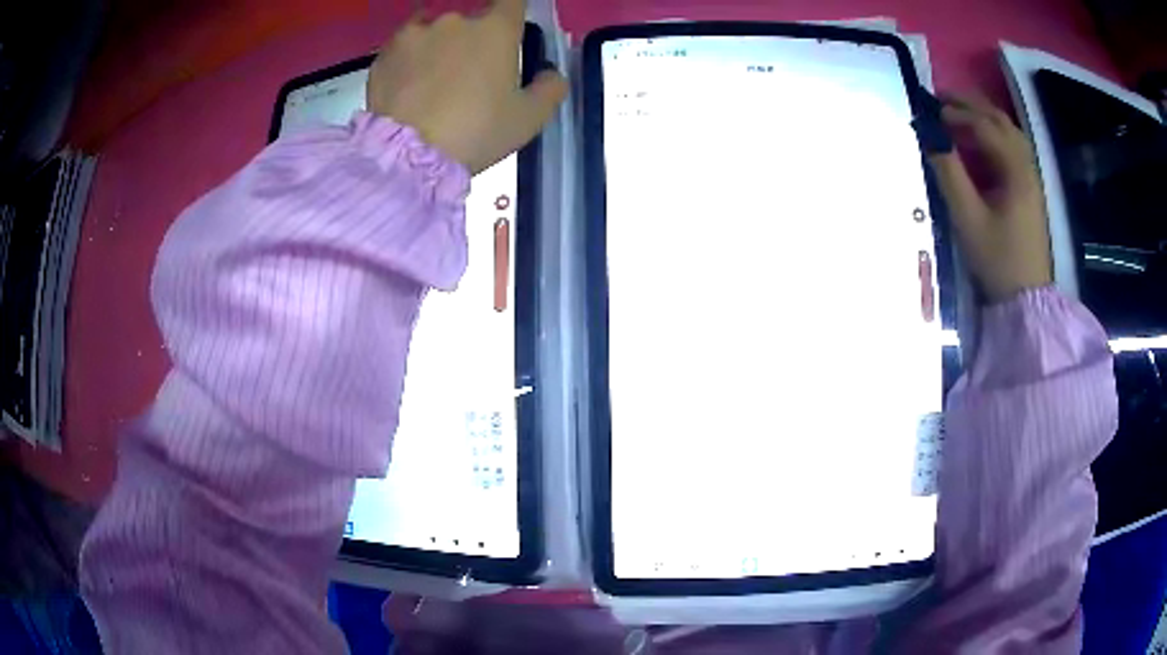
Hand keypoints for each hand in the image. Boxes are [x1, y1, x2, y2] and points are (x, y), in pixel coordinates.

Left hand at [366, 0, 566, 174]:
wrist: (407, 155)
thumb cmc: (476, 132)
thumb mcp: (529, 119)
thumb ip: (549, 89)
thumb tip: (550, 74)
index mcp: (496, 28)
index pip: (512, 1)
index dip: (512, 12)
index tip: (508, 30)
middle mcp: (455, 20)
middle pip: (469, 21)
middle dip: (471, 40)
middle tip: (468, 75)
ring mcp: (415, 33)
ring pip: (433, 31)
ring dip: (437, 47)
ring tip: (432, 82)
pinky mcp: (384, 53)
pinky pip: (403, 48)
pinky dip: (408, 61)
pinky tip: (408, 87)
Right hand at [929, 94, 1052, 303]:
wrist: (1026, 299)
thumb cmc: (997, 260)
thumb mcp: (969, 219)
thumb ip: (949, 174)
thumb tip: (929, 137)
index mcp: (1015, 171)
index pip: (985, 126)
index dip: (956, 113)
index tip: (930, 111)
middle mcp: (1027, 166)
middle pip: (1000, 121)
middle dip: (970, 105)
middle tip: (941, 99)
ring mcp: (1031, 177)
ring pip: (1009, 132)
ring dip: (983, 117)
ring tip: (958, 114)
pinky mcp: (1030, 189)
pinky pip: (1013, 148)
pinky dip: (993, 135)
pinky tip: (979, 142)